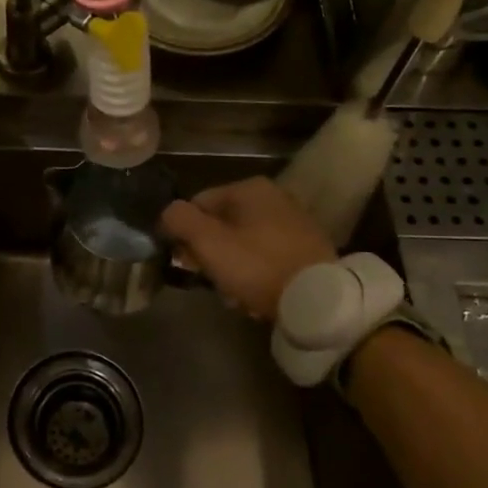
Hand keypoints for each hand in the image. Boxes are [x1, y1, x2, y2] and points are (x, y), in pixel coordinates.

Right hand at [161, 178, 336, 321]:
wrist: (319, 299)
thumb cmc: (258, 266)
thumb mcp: (209, 242)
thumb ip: (180, 220)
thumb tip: (168, 212)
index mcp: (250, 188)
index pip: (199, 204)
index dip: (186, 234)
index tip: (187, 263)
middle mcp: (274, 197)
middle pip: (223, 225)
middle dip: (212, 255)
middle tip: (213, 282)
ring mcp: (294, 222)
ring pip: (244, 244)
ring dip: (234, 269)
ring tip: (237, 296)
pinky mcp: (308, 248)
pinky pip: (268, 258)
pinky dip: (258, 275)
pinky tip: (258, 297)